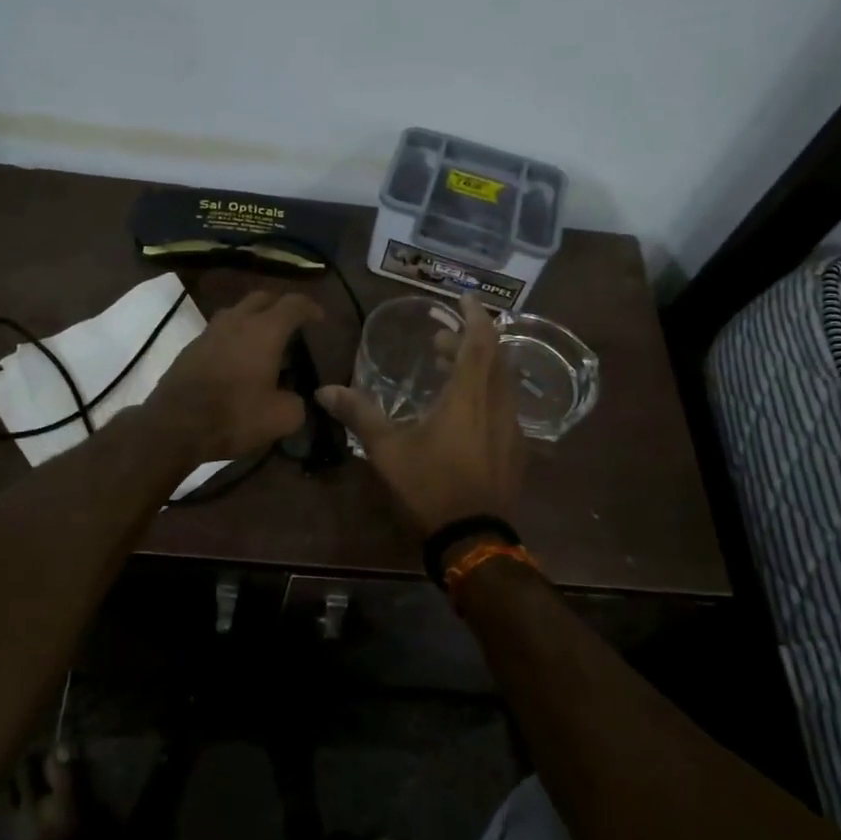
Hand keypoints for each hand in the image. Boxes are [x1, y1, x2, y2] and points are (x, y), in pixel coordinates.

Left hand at [147, 290, 324, 463]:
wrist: (174, 425)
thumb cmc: (234, 415)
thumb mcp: (281, 418)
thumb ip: (296, 403)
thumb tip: (295, 398)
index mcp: (265, 331)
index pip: (293, 304)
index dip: (310, 308)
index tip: (319, 318)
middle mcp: (237, 321)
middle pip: (262, 298)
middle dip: (280, 305)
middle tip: (292, 323)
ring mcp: (210, 331)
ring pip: (237, 311)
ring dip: (254, 319)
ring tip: (264, 340)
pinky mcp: (191, 347)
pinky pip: (220, 331)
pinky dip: (234, 336)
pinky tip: (237, 359)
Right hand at [316, 295, 525, 536]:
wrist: (473, 541)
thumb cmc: (429, 487)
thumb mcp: (387, 450)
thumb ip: (359, 414)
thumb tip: (324, 390)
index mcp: (469, 397)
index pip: (480, 342)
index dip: (475, 316)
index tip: (465, 298)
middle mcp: (497, 405)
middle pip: (494, 358)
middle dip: (470, 341)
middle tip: (440, 341)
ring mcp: (512, 429)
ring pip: (502, 382)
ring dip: (479, 367)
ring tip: (447, 371)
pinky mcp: (516, 450)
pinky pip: (505, 406)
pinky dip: (487, 392)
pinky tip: (465, 412)